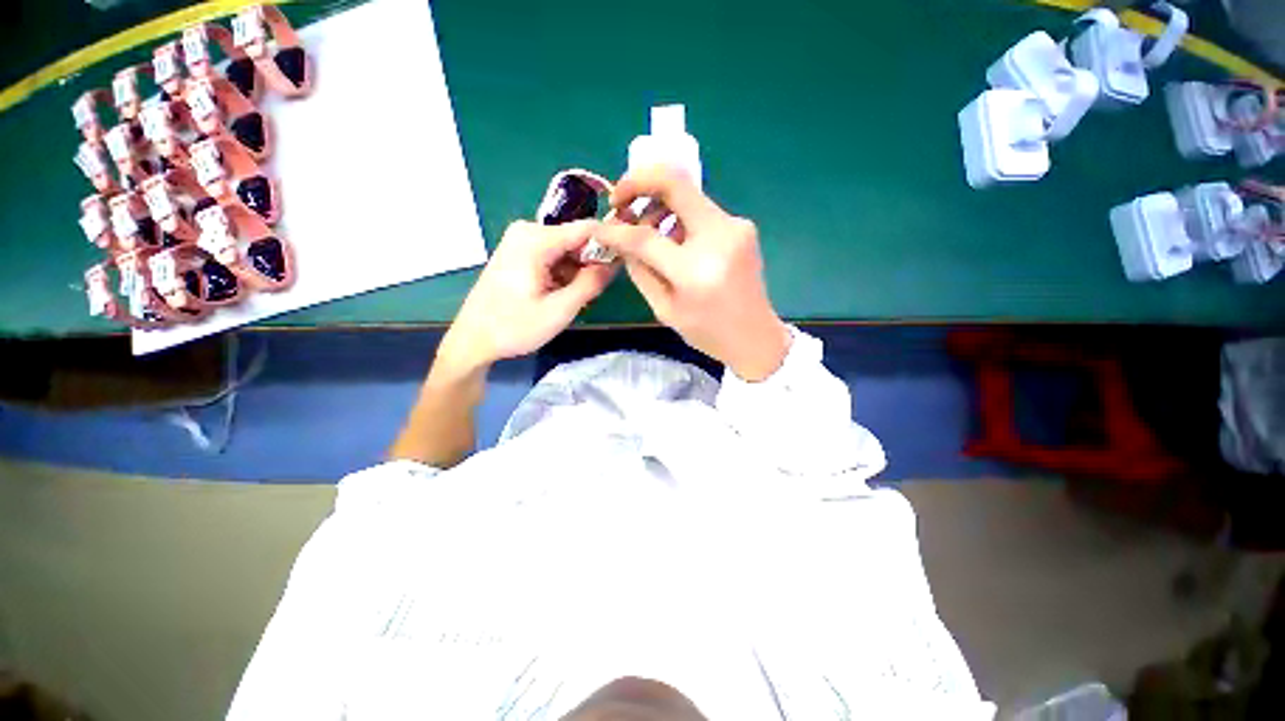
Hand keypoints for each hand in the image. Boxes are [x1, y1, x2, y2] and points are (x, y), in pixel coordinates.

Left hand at [437, 219, 613, 372]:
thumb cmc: (514, 327)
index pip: (587, 228)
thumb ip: (591, 284)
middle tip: (596, 293)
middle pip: (576, 238)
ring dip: (578, 272)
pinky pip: (554, 256)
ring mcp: (521, 241)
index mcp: (536, 239)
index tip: (627, 261)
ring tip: (577, 299)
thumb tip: (615, 262)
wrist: (473, 340)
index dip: (610, 242)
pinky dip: (565, 274)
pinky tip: (562, 295)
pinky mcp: (519, 253)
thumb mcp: (559, 310)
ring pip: (567, 249)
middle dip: (592, 263)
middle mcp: (528, 231)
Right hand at [595, 167, 789, 380]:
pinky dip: (679, 216)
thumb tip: (621, 240)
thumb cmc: (708, 332)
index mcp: (695, 270)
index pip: (645, 236)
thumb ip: (640, 271)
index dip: (616, 230)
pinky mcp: (742, 226)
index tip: (599, 228)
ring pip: (688, 195)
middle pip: (675, 183)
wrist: (756, 337)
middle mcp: (720, 237)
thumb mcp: (665, 309)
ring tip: (644, 226)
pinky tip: (672, 238)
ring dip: (658, 202)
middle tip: (618, 199)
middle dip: (638, 181)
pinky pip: (701, 210)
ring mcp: (736, 226)